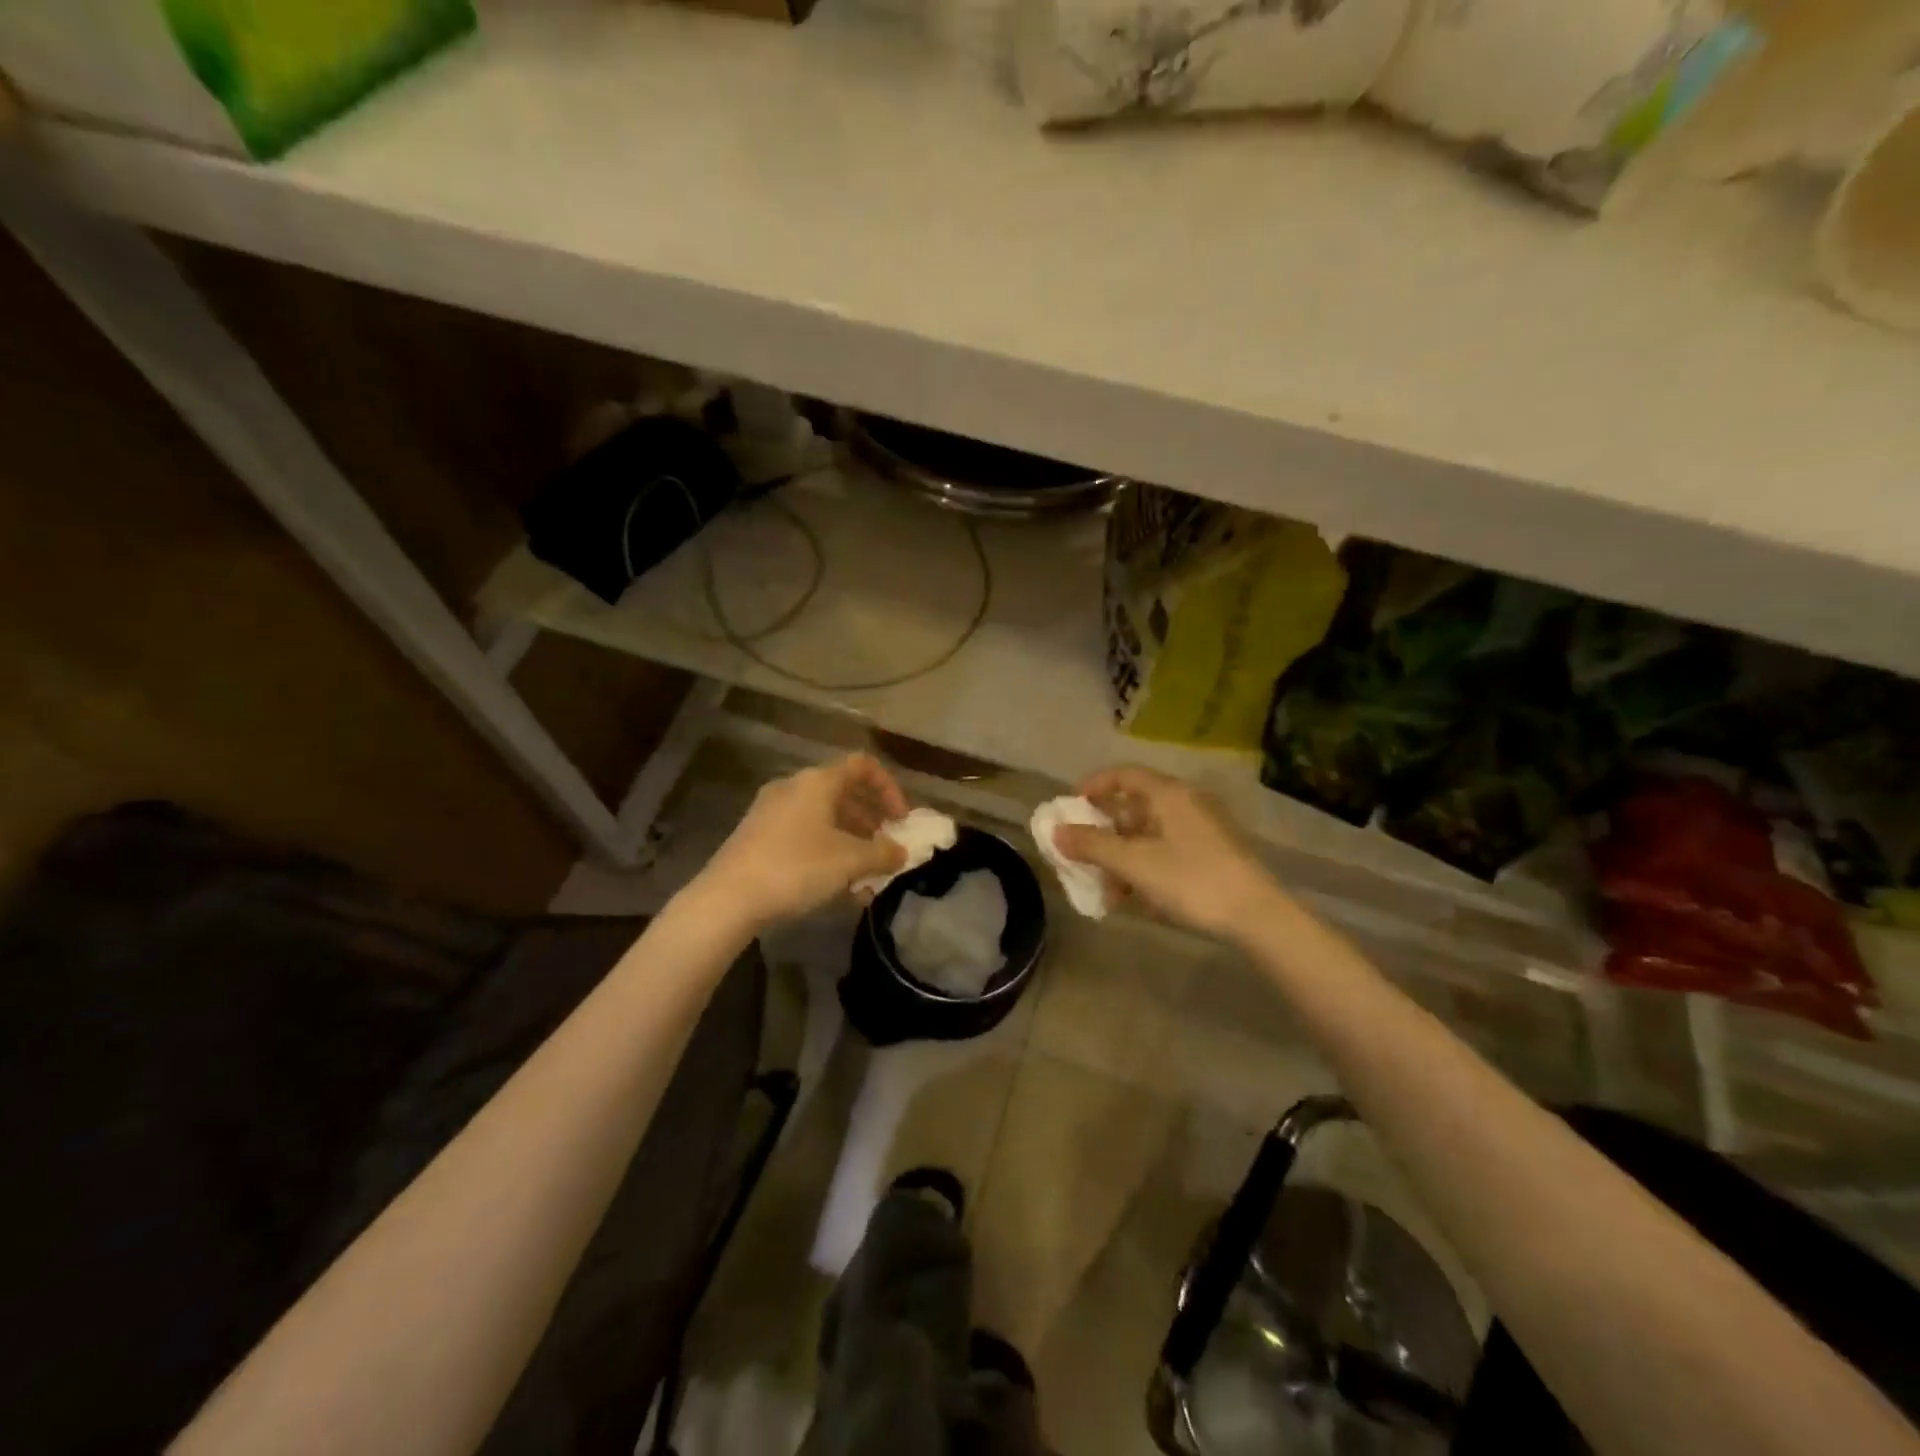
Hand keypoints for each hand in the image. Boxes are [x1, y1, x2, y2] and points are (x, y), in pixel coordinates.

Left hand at [697, 755, 909, 930]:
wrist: (728, 898)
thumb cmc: (796, 867)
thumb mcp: (849, 861)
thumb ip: (882, 853)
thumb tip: (900, 852)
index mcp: (817, 781)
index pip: (863, 766)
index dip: (889, 789)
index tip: (901, 820)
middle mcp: (793, 787)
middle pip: (843, 793)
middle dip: (871, 820)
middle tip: (886, 847)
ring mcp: (771, 812)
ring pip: (823, 818)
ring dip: (850, 841)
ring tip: (866, 875)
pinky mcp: (758, 837)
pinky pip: (803, 835)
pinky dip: (826, 852)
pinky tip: (836, 887)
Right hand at [1052, 765, 1276, 939]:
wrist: (1257, 916)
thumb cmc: (1191, 880)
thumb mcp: (1134, 864)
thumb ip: (1092, 846)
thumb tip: (1056, 832)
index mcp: (1168, 794)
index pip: (1123, 775)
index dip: (1093, 786)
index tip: (1070, 806)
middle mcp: (1185, 803)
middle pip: (1133, 807)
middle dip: (1104, 833)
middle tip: (1082, 854)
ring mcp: (1201, 829)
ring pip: (1149, 834)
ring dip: (1123, 858)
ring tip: (1108, 890)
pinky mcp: (1212, 854)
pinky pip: (1166, 851)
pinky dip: (1145, 868)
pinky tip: (1136, 899)